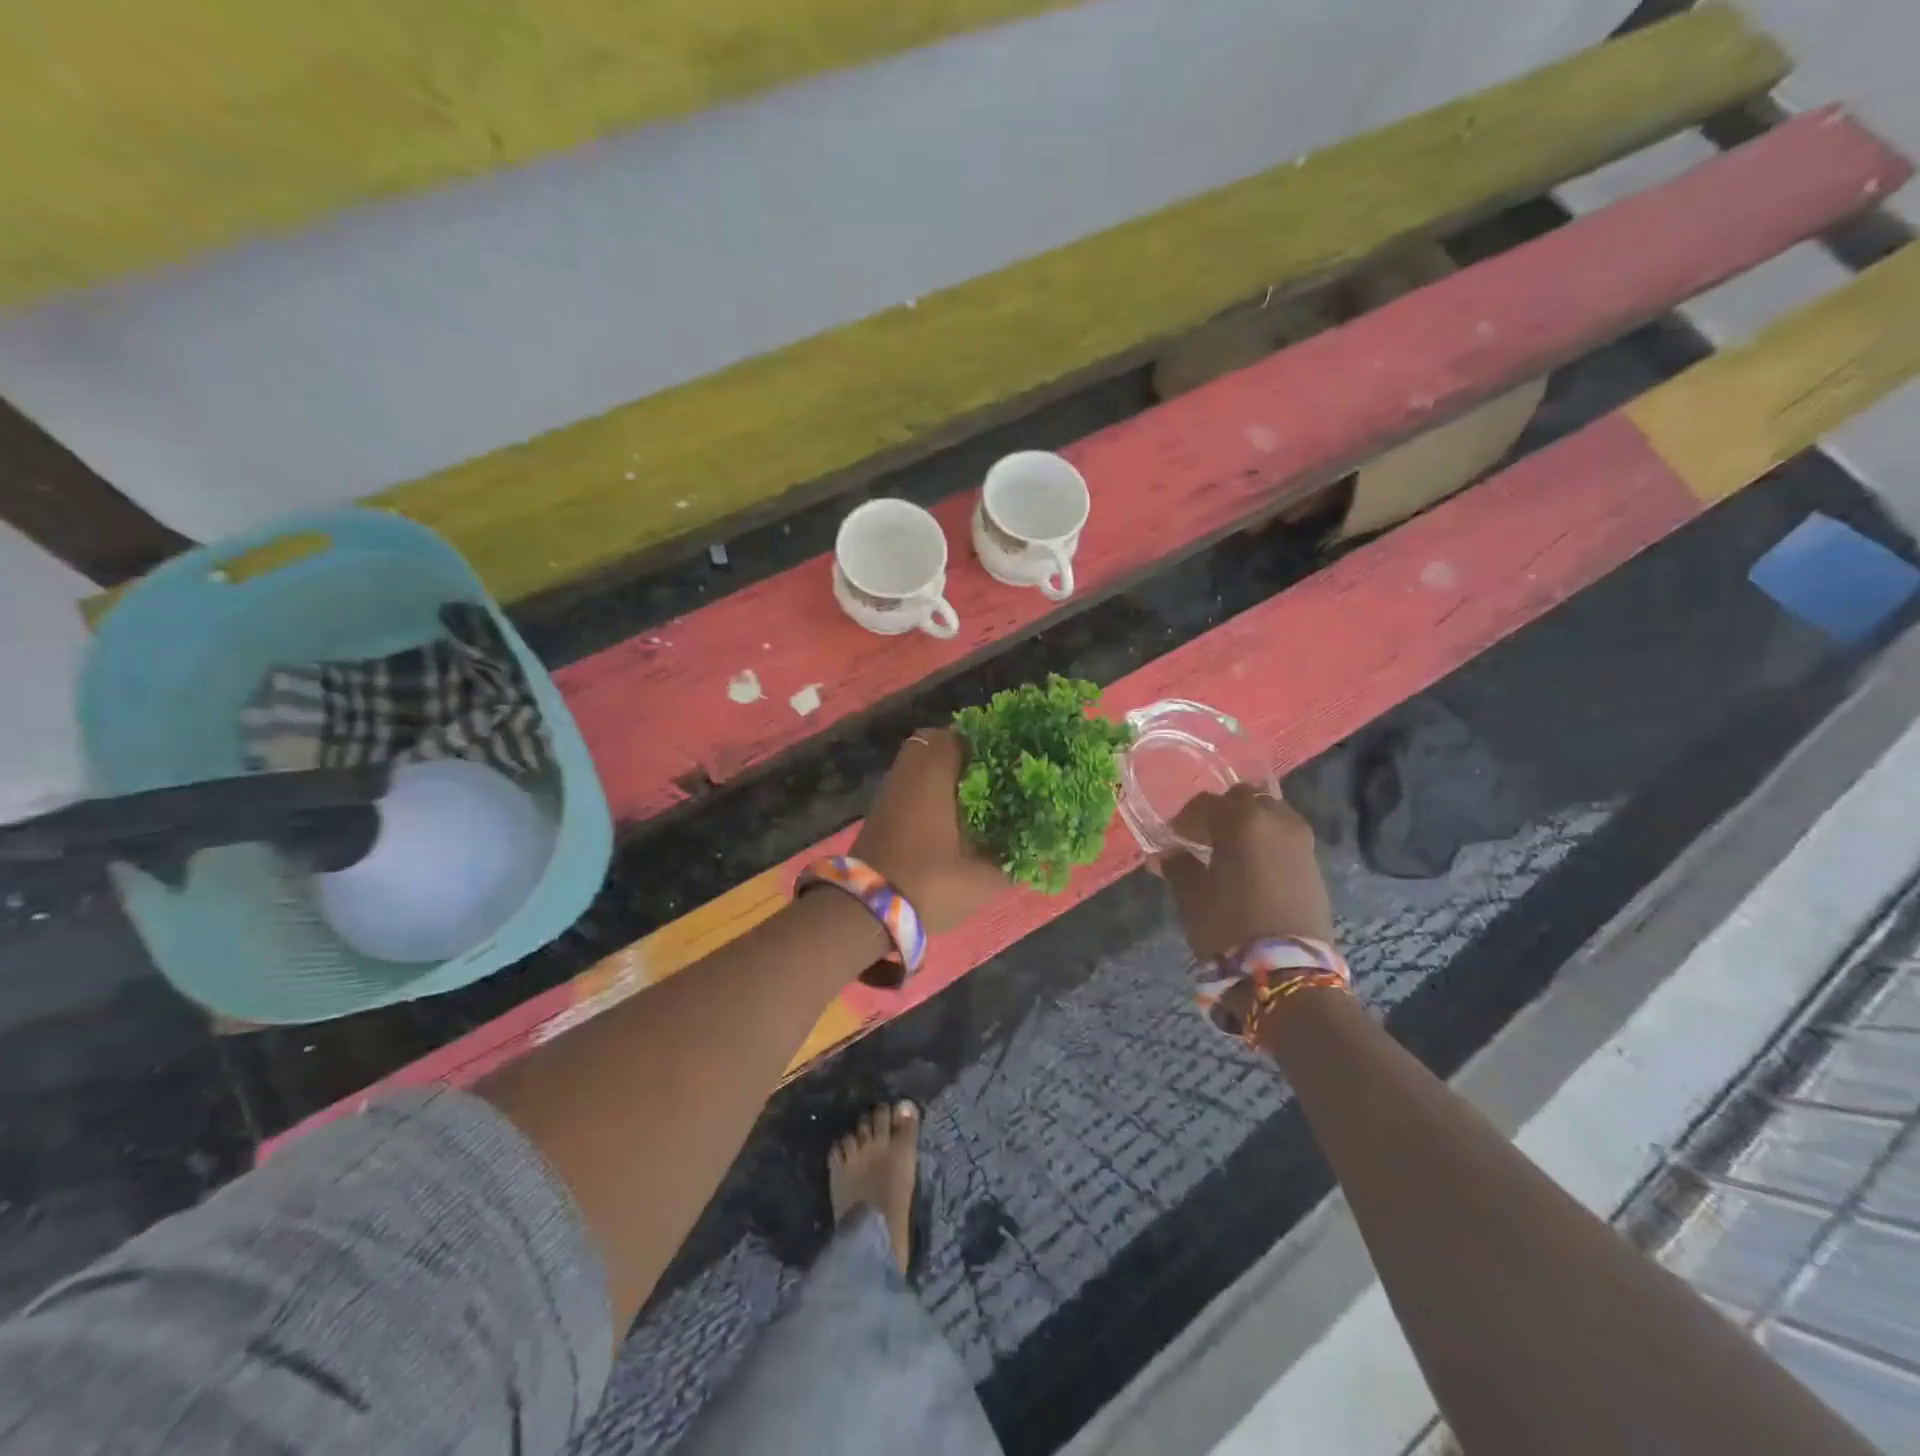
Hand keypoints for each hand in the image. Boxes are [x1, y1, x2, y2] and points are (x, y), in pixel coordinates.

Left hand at [853, 729, 1008, 933]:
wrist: (865, 912)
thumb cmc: (928, 882)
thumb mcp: (981, 879)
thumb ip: (1013, 862)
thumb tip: (1037, 851)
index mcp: (934, 772)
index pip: (964, 736)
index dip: (991, 746)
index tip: (1014, 763)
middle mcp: (909, 771)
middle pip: (939, 745)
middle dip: (967, 759)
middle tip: (996, 781)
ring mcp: (890, 790)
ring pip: (923, 766)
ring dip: (947, 777)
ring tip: (980, 801)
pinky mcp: (881, 812)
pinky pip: (912, 786)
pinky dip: (930, 793)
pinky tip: (953, 821)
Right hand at [1154, 785, 1335, 959]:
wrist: (1286, 971)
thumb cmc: (1229, 926)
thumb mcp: (1192, 896)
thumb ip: (1178, 866)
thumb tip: (1166, 854)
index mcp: (1242, 820)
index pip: (1206, 803)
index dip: (1185, 818)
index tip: (1172, 837)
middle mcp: (1276, 819)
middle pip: (1245, 798)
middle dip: (1222, 812)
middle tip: (1202, 837)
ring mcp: (1301, 841)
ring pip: (1269, 814)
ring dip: (1248, 825)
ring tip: (1229, 852)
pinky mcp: (1314, 864)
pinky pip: (1284, 837)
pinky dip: (1266, 842)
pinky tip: (1251, 867)